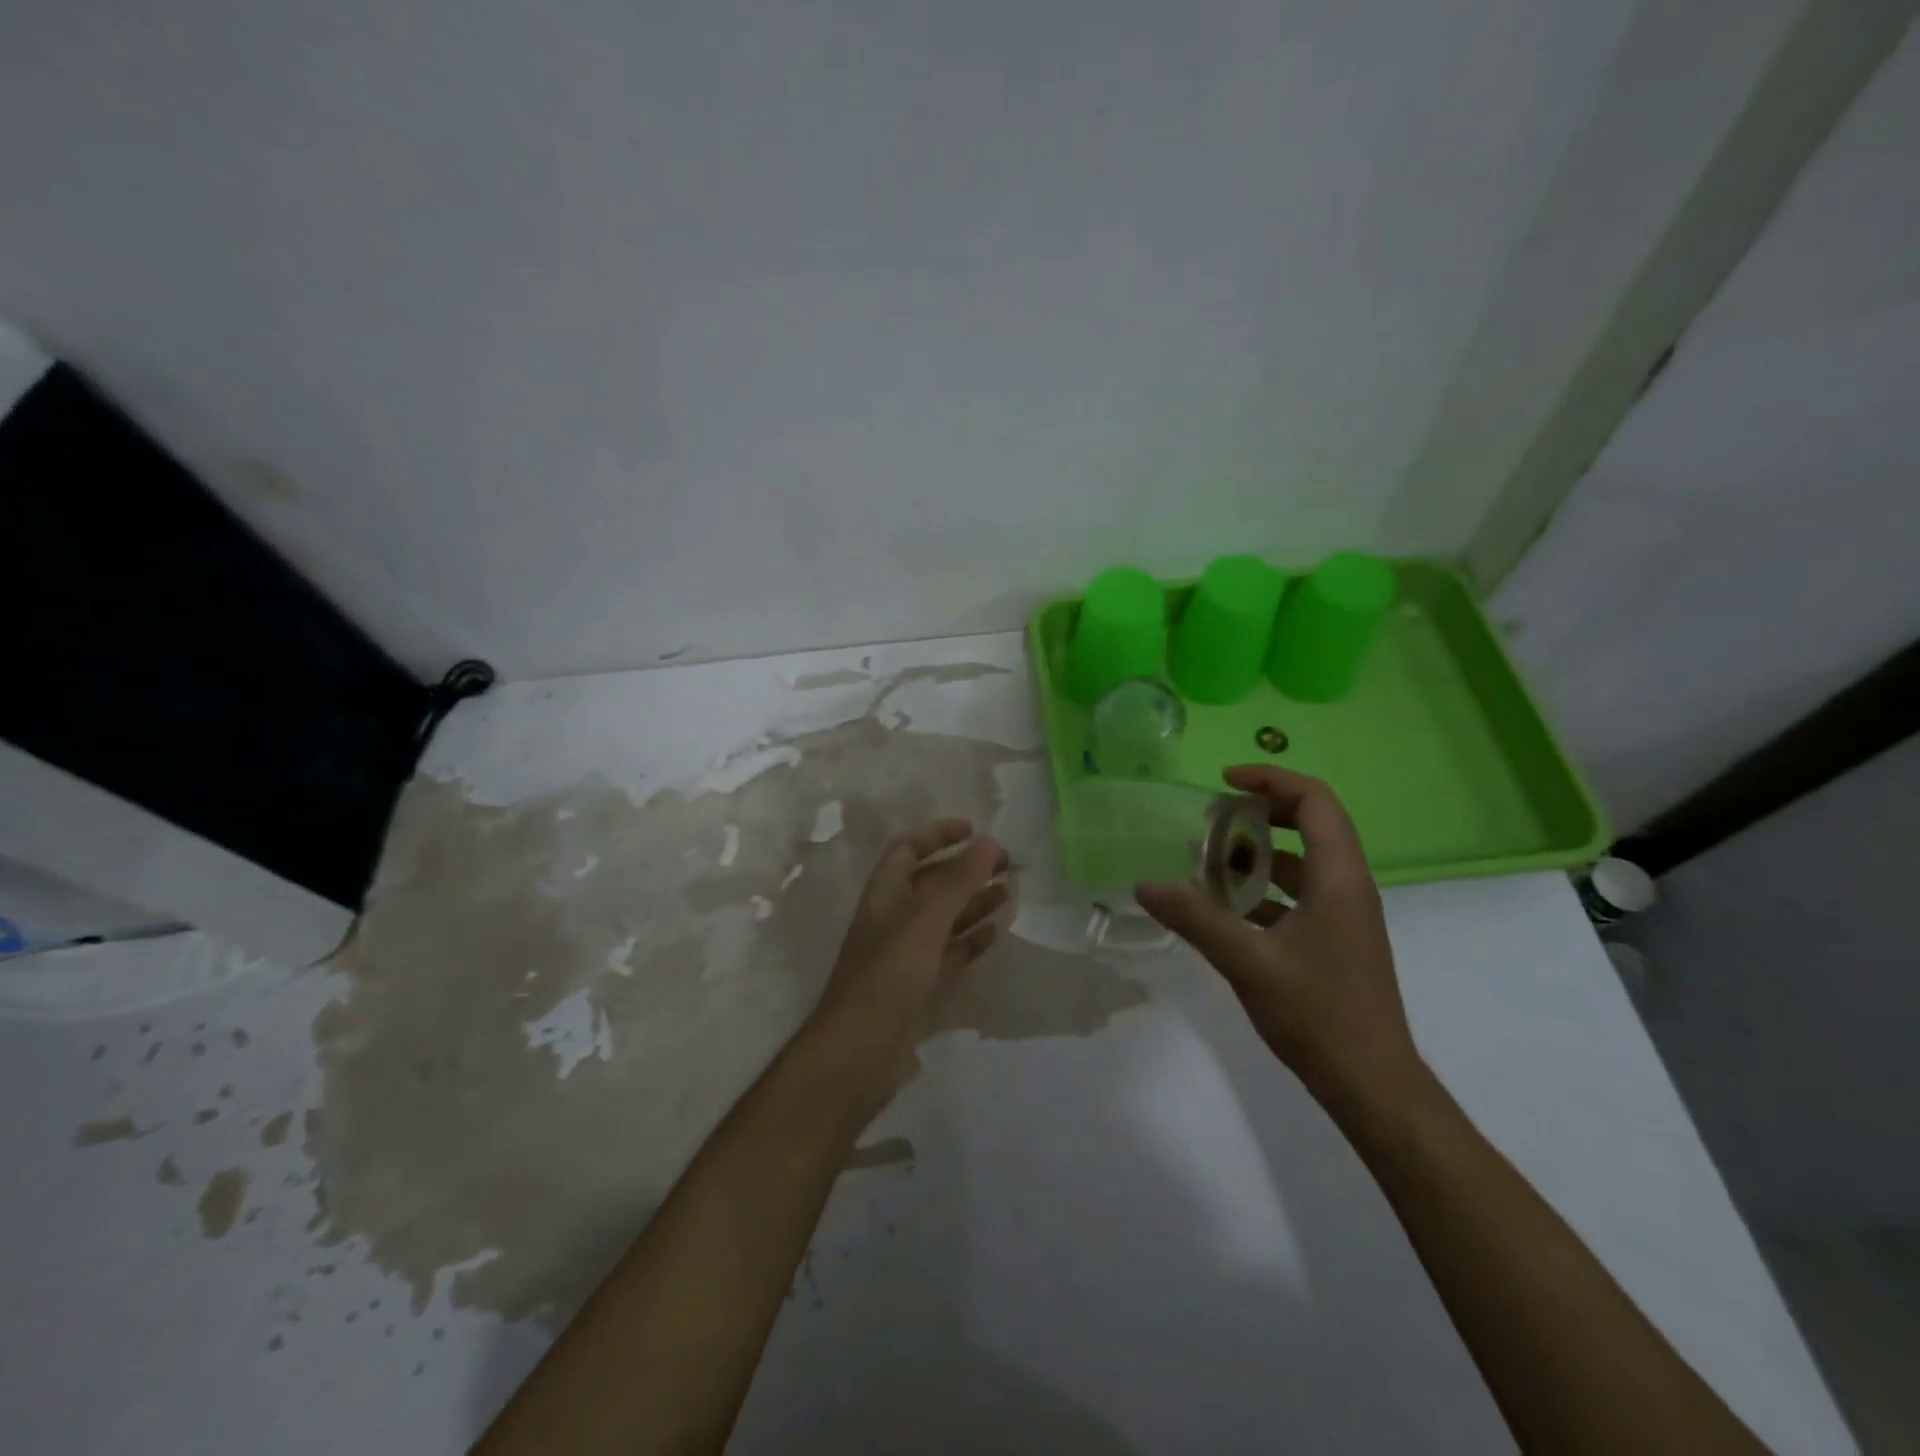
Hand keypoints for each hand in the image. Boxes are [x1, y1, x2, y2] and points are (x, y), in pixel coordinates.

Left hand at [813, 819, 1008, 1053]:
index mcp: (884, 894)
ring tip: (1008, 893)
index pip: (908, 849)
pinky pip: (948, 953)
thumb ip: (957, 881)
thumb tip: (989, 841)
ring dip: (973, 902)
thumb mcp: (924, 921)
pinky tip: (994, 934)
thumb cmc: (887, 976)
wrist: (858, 1054)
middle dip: (967, 869)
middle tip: (1007, 865)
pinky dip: (970, 941)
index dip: (938, 834)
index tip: (976, 830)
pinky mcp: (917, 987)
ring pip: (944, 918)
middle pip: (932, 882)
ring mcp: (905, 954)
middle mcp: (893, 918)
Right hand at [1135, 766, 1423, 1107]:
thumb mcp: (1248, 961)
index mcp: (1339, 877)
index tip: (1223, 782)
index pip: (1314, 800)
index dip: (1270, 779)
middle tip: (1212, 821)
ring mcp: (1343, 915)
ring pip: (1300, 862)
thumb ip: (1195, 918)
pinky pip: (1296, 895)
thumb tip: (1145, 885)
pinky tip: (1221, 908)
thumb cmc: (1319, 1014)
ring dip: (1255, 854)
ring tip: (1206, 862)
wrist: (1371, 1085)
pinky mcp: (1333, 940)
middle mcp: (1347, 886)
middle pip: (1309, 823)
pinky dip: (1260, 889)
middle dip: (1259, 813)